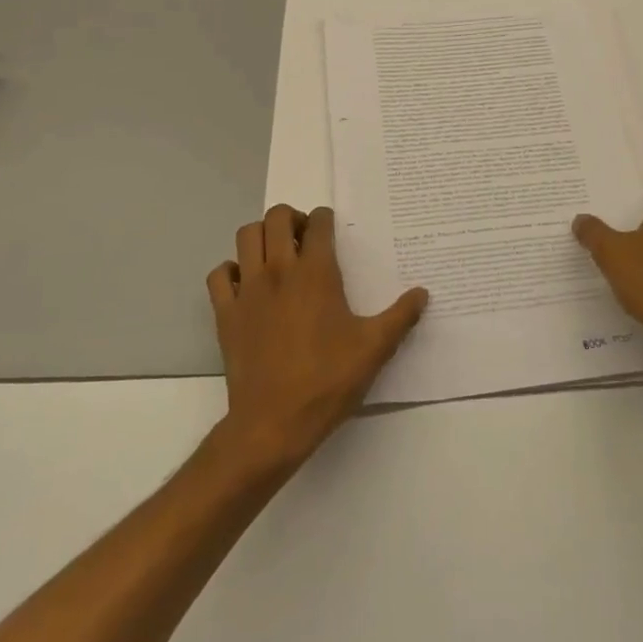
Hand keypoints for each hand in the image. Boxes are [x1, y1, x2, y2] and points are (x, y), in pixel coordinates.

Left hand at [206, 204, 428, 471]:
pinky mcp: (226, 312)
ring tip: (276, 254)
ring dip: (261, 236)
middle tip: (304, 239)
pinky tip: (247, 285)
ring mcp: (248, 290)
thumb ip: (400, 317)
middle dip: (292, 218)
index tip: (331, 229)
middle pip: (277, 217)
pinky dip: (231, 270)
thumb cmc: (327, 381)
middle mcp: (279, 270)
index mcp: (316, 273)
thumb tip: (422, 293)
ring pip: (246, 236)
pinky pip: (220, 274)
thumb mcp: (374, 349)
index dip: (325, 219)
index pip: (318, 223)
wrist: (272, 423)